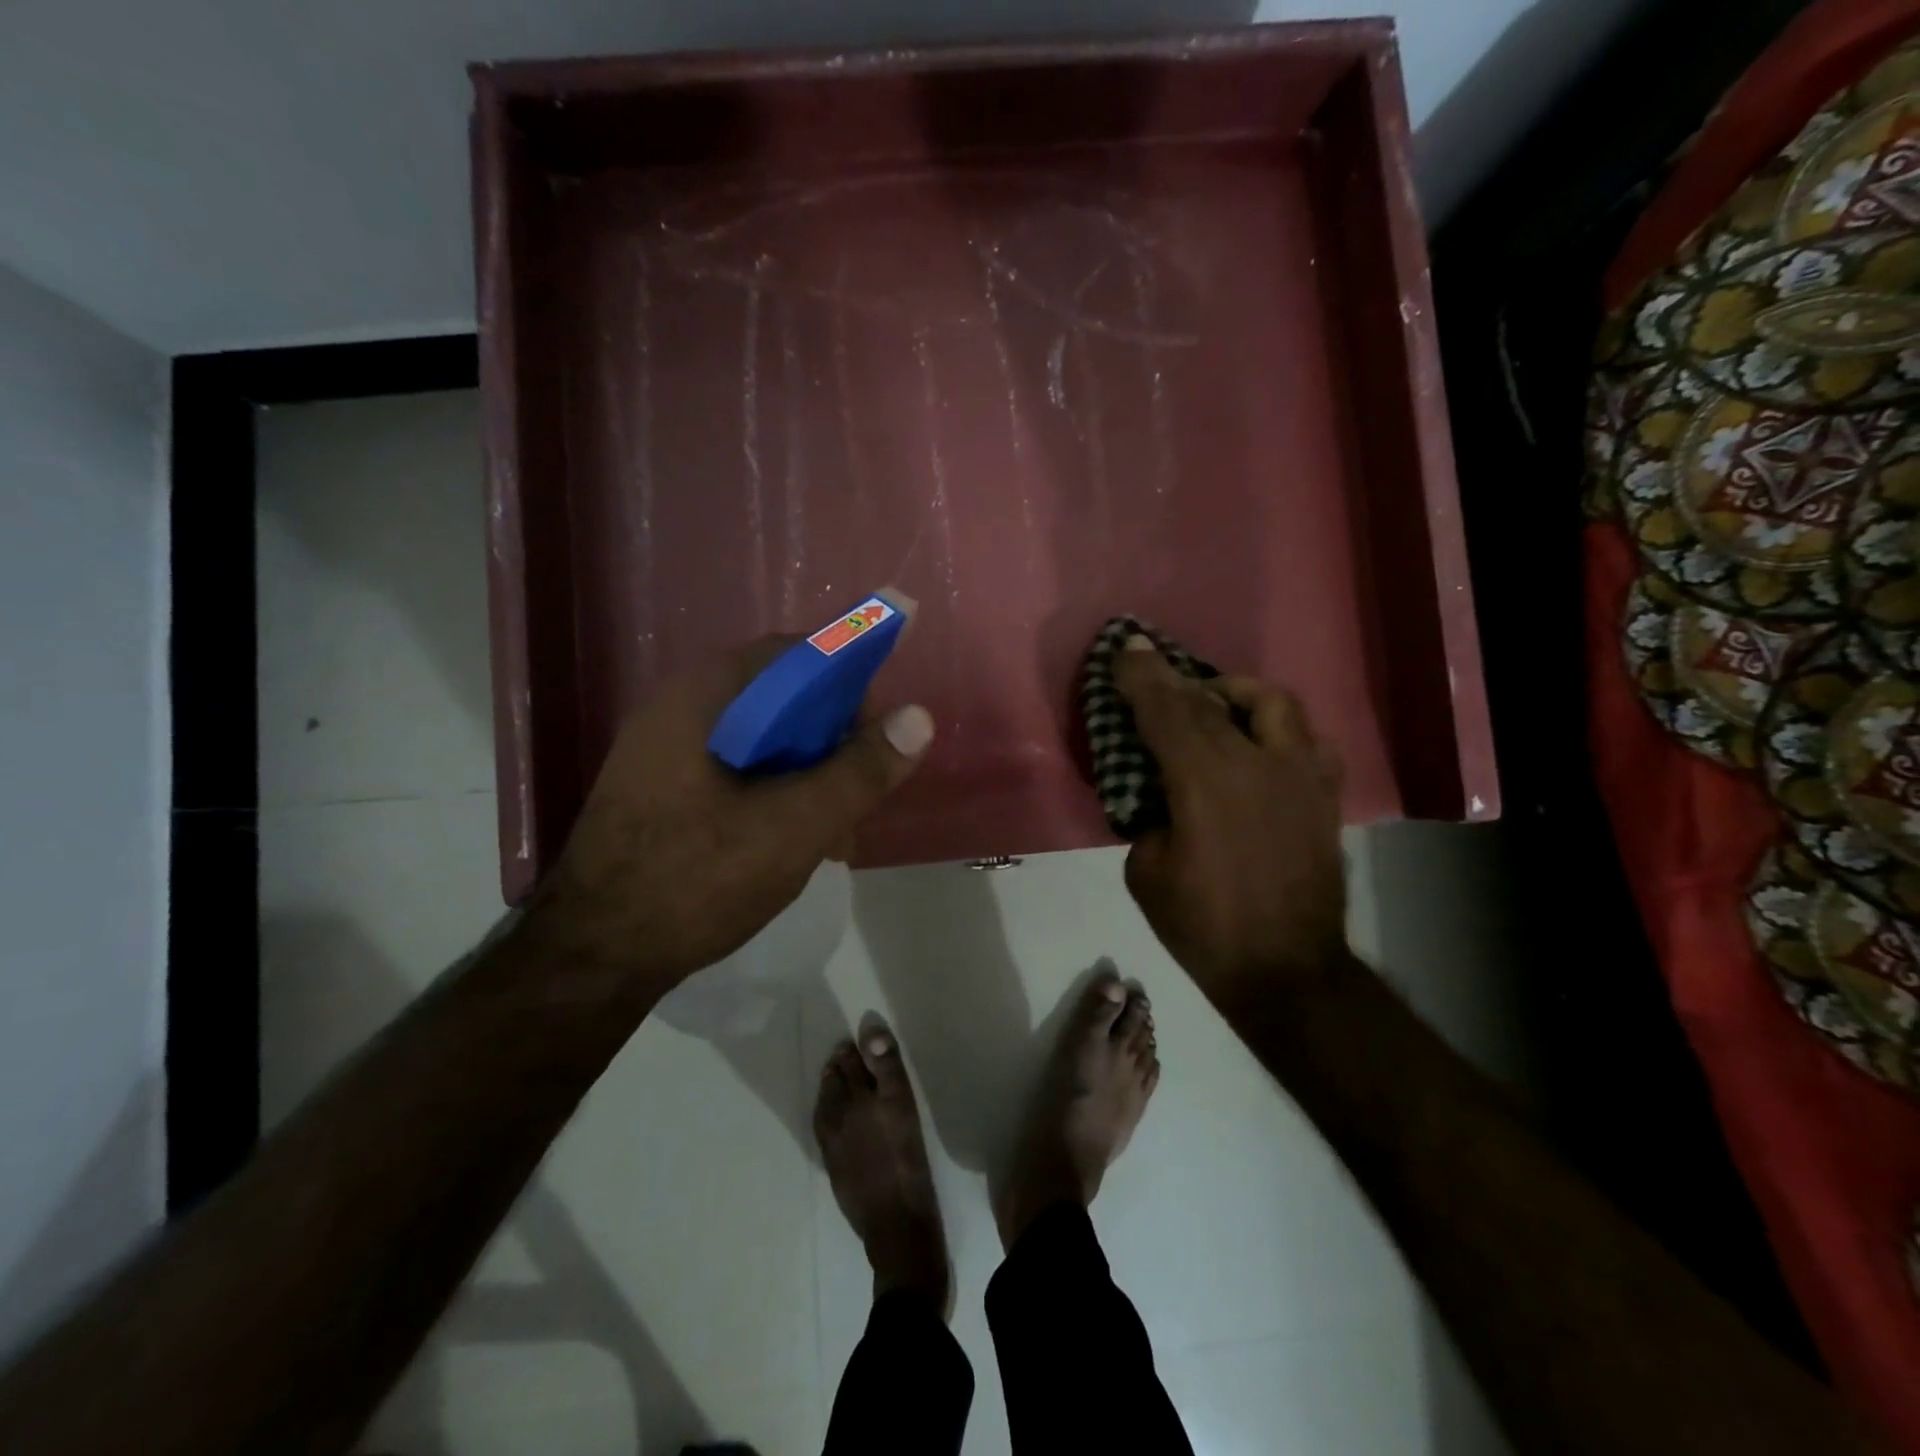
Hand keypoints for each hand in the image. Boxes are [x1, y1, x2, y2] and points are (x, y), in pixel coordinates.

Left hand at [523, 638, 933, 990]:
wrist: (591, 960)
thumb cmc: (694, 880)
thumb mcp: (794, 826)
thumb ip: (859, 771)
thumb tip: (920, 717)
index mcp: (702, 698)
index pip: (793, 655)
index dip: (848, 680)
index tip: (880, 731)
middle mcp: (680, 711)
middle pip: (781, 699)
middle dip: (833, 741)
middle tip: (862, 790)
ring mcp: (667, 754)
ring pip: (764, 742)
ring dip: (810, 775)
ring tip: (836, 831)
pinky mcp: (666, 793)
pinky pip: (739, 773)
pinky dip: (778, 795)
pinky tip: (796, 843)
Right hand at [1114, 638, 1348, 1010]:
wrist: (1287, 971)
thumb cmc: (1204, 927)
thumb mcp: (1147, 870)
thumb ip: (1148, 814)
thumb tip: (1159, 789)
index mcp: (1207, 782)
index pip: (1167, 711)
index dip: (1142, 677)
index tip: (1124, 650)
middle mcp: (1258, 763)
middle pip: (1211, 699)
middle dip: (1174, 677)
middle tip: (1152, 667)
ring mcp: (1300, 775)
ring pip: (1273, 702)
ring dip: (1234, 692)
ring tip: (1212, 703)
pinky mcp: (1323, 794)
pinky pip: (1304, 736)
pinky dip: (1273, 725)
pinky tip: (1257, 741)